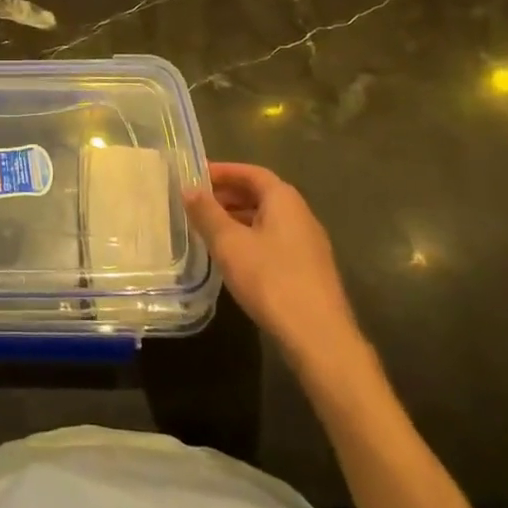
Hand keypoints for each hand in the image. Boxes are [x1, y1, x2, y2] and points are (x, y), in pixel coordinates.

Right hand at [183, 162, 366, 374]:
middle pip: (261, 194)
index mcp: (284, 200)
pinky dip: (250, 238)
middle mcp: (301, 215)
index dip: (223, 171)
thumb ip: (207, 213)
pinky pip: (274, 240)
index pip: (252, 173)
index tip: (195, 176)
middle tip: (197, 202)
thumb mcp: (229, 243)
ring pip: (267, 219)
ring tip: (208, 229)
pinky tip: (233, 257)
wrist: (319, 336)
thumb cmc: (270, 279)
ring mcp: (308, 244)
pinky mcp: (309, 269)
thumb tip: (188, 188)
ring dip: (237, 218)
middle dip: (228, 195)